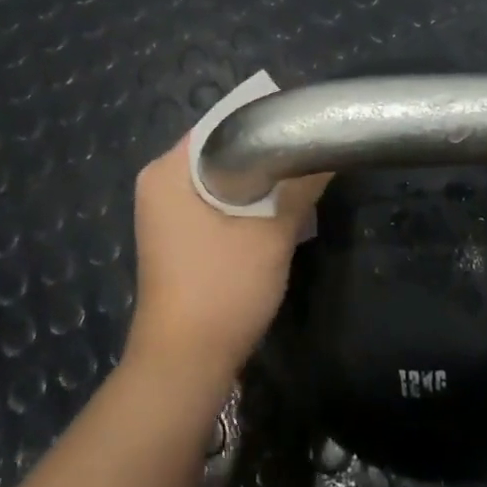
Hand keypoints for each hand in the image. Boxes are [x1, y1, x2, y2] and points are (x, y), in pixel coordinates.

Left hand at [125, 132, 330, 384]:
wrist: (184, 366)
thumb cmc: (221, 290)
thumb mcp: (270, 234)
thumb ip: (298, 188)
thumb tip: (327, 151)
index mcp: (167, 171)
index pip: (219, 125)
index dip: (261, 120)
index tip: (299, 124)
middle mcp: (158, 183)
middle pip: (218, 152)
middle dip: (262, 154)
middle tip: (305, 153)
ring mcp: (163, 213)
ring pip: (218, 180)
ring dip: (255, 183)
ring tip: (298, 178)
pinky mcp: (174, 238)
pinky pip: (211, 204)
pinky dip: (241, 205)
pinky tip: (274, 213)